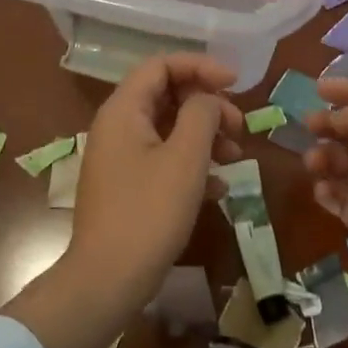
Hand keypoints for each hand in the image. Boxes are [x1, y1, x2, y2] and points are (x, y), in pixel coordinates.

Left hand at [69, 54, 244, 300]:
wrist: (107, 281)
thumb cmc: (149, 213)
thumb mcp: (185, 158)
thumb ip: (201, 115)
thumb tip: (208, 99)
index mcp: (123, 110)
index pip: (161, 65)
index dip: (200, 66)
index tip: (235, 83)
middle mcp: (117, 126)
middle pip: (167, 94)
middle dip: (207, 104)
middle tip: (239, 125)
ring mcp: (120, 157)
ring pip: (168, 128)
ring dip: (205, 135)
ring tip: (236, 155)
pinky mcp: (128, 186)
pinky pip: (163, 158)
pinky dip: (192, 163)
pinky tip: (219, 187)